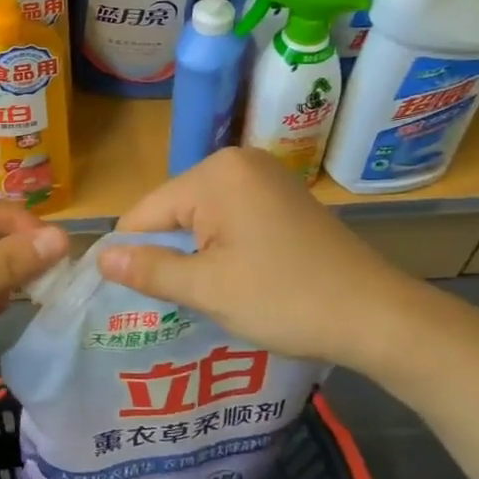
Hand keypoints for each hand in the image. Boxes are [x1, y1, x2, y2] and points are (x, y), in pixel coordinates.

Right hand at [97, 148, 432, 374]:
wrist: (377, 316)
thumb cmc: (285, 299)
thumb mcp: (207, 289)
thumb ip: (149, 270)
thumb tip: (101, 259)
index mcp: (216, 174)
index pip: (146, 212)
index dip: (131, 254)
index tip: (129, 296)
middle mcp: (239, 163)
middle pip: (173, 210)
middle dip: (167, 252)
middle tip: (170, 302)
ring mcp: (266, 177)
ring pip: (201, 216)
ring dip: (195, 252)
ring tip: (199, 294)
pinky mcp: (283, 197)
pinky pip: (231, 217)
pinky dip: (222, 246)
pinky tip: (231, 278)